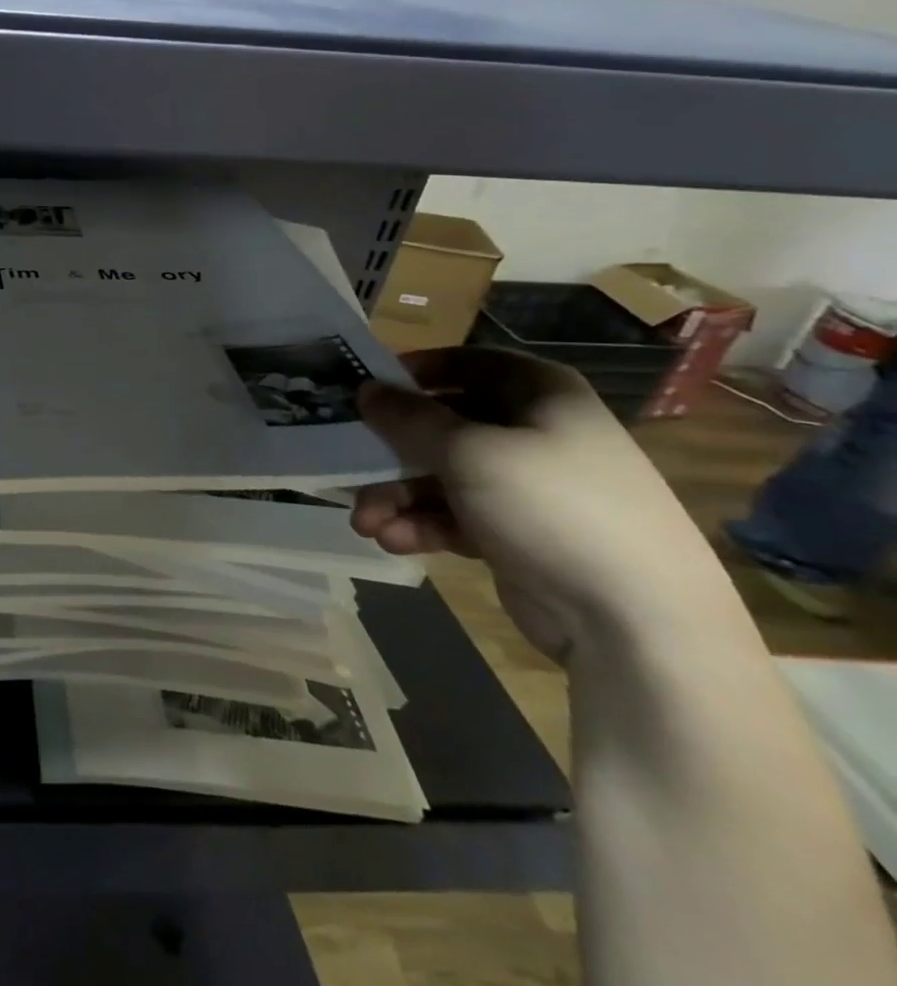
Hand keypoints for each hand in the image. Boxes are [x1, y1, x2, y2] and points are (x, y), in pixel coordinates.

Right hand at [351, 347, 737, 662]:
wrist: (636, 622)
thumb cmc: (552, 507)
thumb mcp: (469, 452)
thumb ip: (409, 418)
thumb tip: (366, 390)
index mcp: (540, 395)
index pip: (467, 363)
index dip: (415, 371)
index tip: (366, 388)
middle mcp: (534, 432)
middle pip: (443, 424)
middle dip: (391, 450)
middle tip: (348, 464)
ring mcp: (526, 486)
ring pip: (440, 474)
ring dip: (396, 496)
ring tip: (365, 523)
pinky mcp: (515, 533)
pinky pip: (452, 515)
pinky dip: (420, 525)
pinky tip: (392, 540)